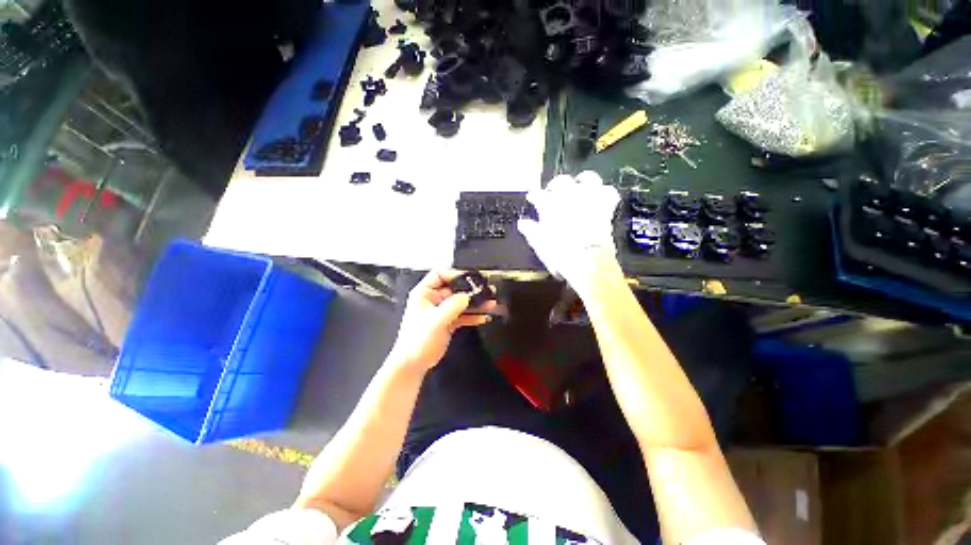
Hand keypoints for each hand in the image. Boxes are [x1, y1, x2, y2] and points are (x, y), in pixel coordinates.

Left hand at [388, 270, 496, 373]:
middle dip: (471, 290)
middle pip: (455, 288)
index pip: (440, 274)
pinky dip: (473, 315)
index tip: (471, 278)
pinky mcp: (448, 322)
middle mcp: (434, 299)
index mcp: (424, 293)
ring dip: (476, 303)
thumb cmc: (418, 340)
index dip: (455, 274)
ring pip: (461, 302)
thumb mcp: (436, 320)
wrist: (413, 364)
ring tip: (490, 303)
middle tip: (486, 291)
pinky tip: (484, 317)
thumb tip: (468, 296)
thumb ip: (453, 306)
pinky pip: (463, 315)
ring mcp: (442, 311)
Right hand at [518, 171, 622, 293]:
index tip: (532, 199)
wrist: (588, 262)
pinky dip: (604, 193)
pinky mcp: (606, 206)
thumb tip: (523, 223)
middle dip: (555, 186)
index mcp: (549, 205)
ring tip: (579, 188)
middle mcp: (569, 196)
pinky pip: (608, 191)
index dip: (534, 197)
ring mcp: (589, 198)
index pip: (537, 194)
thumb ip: (530, 230)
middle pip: (561, 181)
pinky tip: (600, 197)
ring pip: (587, 178)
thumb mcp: (539, 245)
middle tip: (553, 193)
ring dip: (582, 182)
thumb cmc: (559, 255)